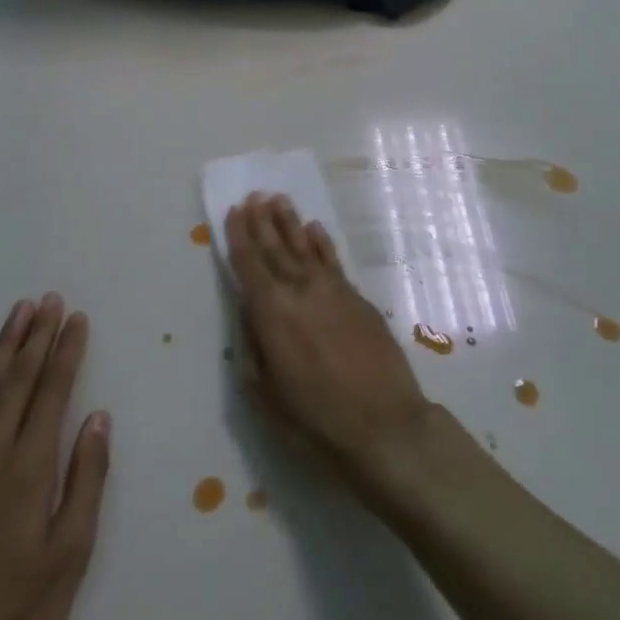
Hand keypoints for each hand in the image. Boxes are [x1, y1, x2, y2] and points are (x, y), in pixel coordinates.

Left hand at [0, 294, 110, 619]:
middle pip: (17, 381)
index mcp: (28, 471)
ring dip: (3, 348)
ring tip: (19, 312)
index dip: (66, 351)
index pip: (52, 393)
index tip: (76, 317)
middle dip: (37, 336)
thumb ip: (85, 481)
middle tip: (50, 298)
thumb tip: (98, 418)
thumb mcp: (68, 558)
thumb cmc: (13, 617)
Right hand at [226, 194, 436, 504]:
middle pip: (277, 248)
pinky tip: (316, 228)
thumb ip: (252, 345)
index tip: (235, 210)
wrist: (384, 426)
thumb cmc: (314, 420)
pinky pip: (334, 261)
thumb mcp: (264, 394)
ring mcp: (333, 290)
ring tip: (280, 199)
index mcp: (272, 312)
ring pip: (306, 247)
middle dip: (263, 221)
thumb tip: (247, 310)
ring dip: (291, 222)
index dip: (240, 236)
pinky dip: (322, 242)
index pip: (250, 264)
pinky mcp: (359, 298)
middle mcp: (301, 290)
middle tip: (255, 194)